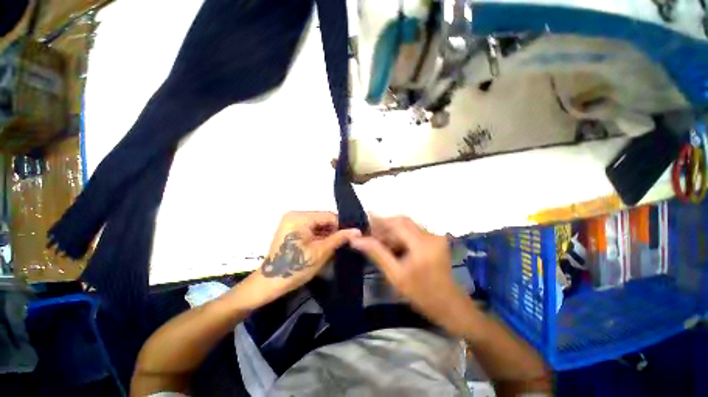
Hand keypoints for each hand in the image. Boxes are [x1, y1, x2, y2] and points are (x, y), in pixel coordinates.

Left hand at [239, 211, 360, 307]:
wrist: (270, 283)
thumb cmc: (295, 267)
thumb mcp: (320, 252)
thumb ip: (339, 238)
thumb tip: (358, 231)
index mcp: (300, 217)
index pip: (328, 216)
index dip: (342, 225)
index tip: (354, 235)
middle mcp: (295, 214)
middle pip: (323, 219)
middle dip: (335, 230)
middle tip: (348, 240)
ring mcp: (292, 221)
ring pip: (318, 224)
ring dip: (328, 233)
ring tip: (340, 243)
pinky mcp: (291, 229)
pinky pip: (311, 228)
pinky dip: (319, 236)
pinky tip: (328, 243)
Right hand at [350, 216, 470, 334]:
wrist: (448, 303)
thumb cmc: (421, 293)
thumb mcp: (395, 275)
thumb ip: (377, 254)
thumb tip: (357, 240)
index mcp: (421, 245)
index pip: (397, 224)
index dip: (379, 219)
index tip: (364, 217)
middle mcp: (430, 235)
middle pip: (402, 221)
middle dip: (384, 225)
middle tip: (370, 232)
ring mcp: (435, 236)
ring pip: (407, 225)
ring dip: (391, 230)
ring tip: (378, 239)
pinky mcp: (435, 238)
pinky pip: (413, 230)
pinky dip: (400, 234)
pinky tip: (391, 244)